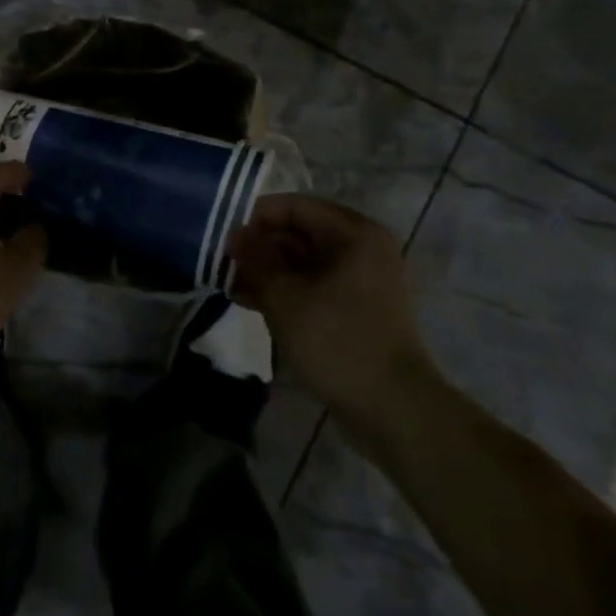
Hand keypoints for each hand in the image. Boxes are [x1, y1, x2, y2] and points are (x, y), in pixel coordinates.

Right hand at [228, 195, 433, 421]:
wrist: (393, 409)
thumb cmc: (338, 340)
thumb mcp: (286, 296)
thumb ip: (257, 259)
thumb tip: (235, 236)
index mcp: (353, 234)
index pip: (294, 207)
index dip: (255, 218)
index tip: (224, 239)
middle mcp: (360, 248)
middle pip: (298, 233)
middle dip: (259, 247)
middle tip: (222, 264)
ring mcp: (359, 280)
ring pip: (302, 262)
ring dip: (266, 270)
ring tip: (228, 285)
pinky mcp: (353, 309)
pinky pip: (311, 286)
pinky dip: (283, 290)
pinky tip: (249, 301)